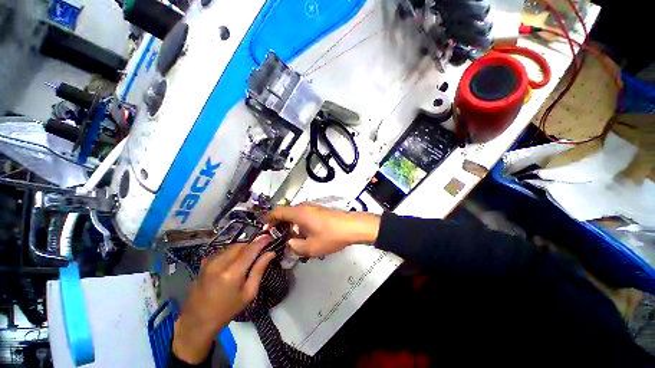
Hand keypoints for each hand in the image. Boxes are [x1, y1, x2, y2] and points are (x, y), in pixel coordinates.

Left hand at [172, 236, 274, 363]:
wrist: (198, 321)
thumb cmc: (227, 310)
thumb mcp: (249, 293)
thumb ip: (259, 270)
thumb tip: (270, 253)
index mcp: (232, 273)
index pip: (250, 249)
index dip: (262, 241)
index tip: (270, 237)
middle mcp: (219, 263)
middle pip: (241, 244)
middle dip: (252, 244)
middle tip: (260, 250)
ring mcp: (209, 261)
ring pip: (232, 246)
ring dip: (243, 247)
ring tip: (248, 256)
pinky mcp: (204, 262)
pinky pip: (223, 250)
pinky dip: (233, 251)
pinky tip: (235, 261)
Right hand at [264, 203, 380, 256]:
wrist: (352, 226)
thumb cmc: (330, 235)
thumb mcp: (311, 247)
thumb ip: (296, 246)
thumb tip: (290, 242)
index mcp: (298, 213)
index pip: (277, 211)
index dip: (268, 218)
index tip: (264, 229)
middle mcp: (304, 207)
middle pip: (286, 212)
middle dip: (279, 225)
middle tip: (277, 238)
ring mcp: (313, 208)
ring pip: (295, 215)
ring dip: (291, 225)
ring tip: (292, 240)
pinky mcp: (319, 211)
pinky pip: (304, 216)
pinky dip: (299, 224)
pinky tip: (305, 236)